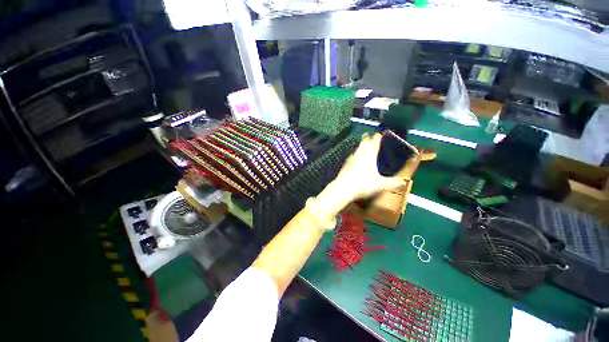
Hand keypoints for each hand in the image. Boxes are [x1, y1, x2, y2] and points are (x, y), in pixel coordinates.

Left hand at [335, 133, 409, 201]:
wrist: (343, 189)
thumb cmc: (363, 184)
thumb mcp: (381, 185)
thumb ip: (393, 183)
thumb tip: (403, 182)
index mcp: (369, 155)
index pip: (375, 141)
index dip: (378, 137)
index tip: (381, 134)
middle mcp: (359, 154)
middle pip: (364, 142)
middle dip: (368, 138)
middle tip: (371, 136)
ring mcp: (351, 159)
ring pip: (357, 148)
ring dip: (361, 145)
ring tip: (364, 145)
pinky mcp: (345, 165)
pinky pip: (352, 156)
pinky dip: (355, 154)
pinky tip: (355, 158)